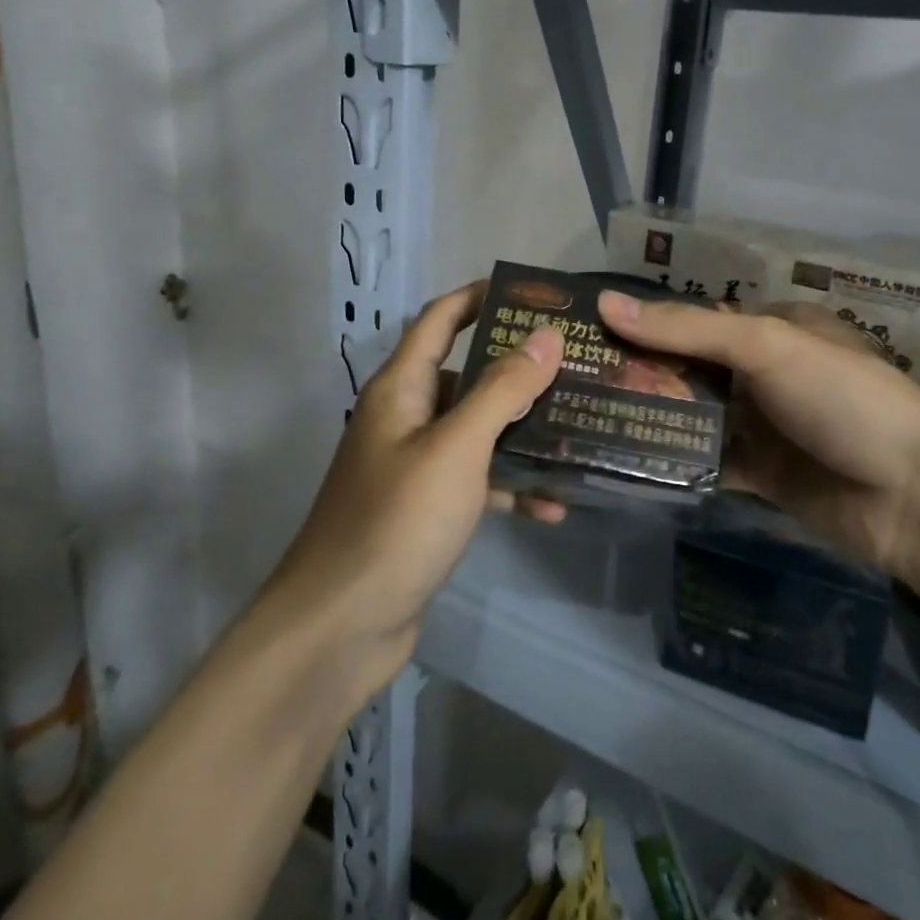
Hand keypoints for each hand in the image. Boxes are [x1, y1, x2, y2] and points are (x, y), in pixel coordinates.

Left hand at [267, 282, 562, 685]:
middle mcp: (405, 419)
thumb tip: (544, 334)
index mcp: (401, 389)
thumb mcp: (457, 447)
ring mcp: (415, 467)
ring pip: (477, 431)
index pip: (440, 320)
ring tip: (578, 425)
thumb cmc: (397, 521)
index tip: (532, 293)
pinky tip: (554, 504)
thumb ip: (501, 389)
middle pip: (466, 374)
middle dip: (516, 367)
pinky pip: (476, 483)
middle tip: (574, 362)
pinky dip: (510, 486)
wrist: (341, 626)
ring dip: (521, 429)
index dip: (479, 297)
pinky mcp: (427, 511)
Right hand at [598, 291, 919, 573]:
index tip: (591, 331)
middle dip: (643, 373)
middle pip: (692, 368)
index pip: (698, 319)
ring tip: (587, 418)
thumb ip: (687, 329)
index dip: (648, 322)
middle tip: (576, 380)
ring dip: (654, 417)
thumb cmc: (843, 399)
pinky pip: (710, 462)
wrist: (913, 496)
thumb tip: (606, 303)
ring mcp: (765, 426)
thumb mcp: (767, 347)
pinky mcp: (763, 475)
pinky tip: (627, 461)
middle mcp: (767, 374)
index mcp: (776, 329)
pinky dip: (676, 461)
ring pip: (697, 416)